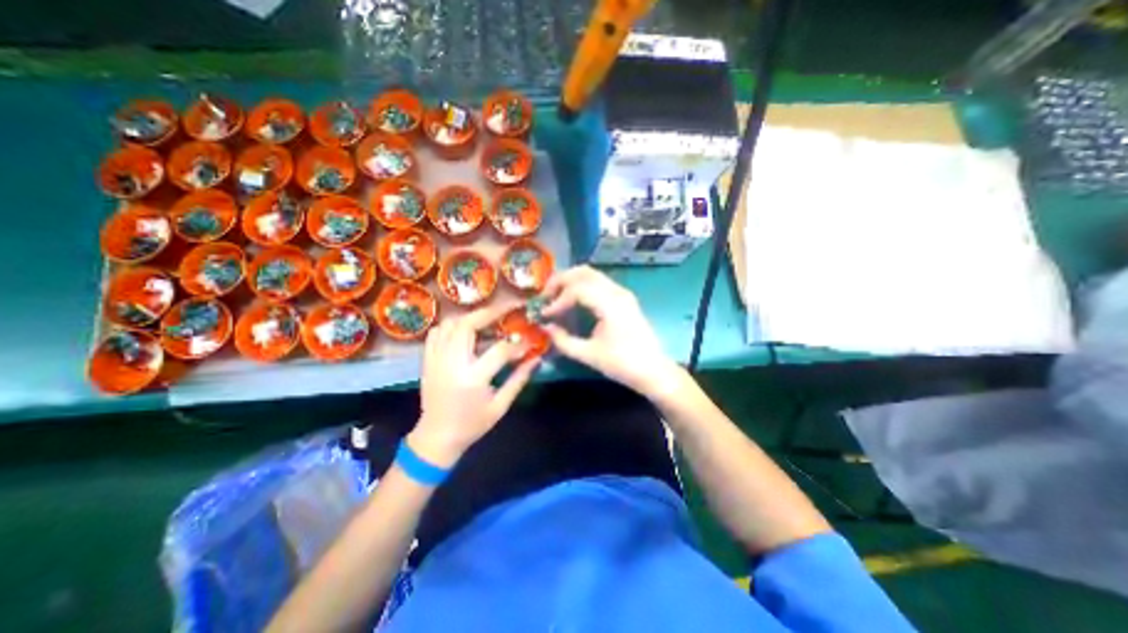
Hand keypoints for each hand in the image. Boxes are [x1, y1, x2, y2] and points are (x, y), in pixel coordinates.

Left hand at [414, 304, 539, 467]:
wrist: (436, 438)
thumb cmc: (472, 425)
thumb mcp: (500, 406)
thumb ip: (519, 379)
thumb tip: (537, 358)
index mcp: (473, 379)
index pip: (500, 350)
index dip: (518, 343)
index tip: (529, 339)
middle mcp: (451, 363)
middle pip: (468, 325)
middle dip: (490, 312)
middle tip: (508, 307)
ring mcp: (436, 359)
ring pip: (451, 324)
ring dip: (471, 316)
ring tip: (489, 316)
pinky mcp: (427, 360)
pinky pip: (437, 332)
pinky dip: (452, 324)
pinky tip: (466, 327)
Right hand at [541, 265, 682, 395]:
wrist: (653, 370)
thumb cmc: (622, 364)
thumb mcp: (588, 355)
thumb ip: (563, 341)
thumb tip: (546, 327)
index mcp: (610, 305)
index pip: (577, 290)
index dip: (557, 300)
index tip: (545, 314)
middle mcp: (617, 292)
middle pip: (583, 272)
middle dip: (561, 280)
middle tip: (545, 296)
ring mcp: (622, 293)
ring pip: (591, 274)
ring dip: (571, 281)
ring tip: (556, 296)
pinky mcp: (624, 298)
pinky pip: (599, 282)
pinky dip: (582, 285)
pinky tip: (573, 300)